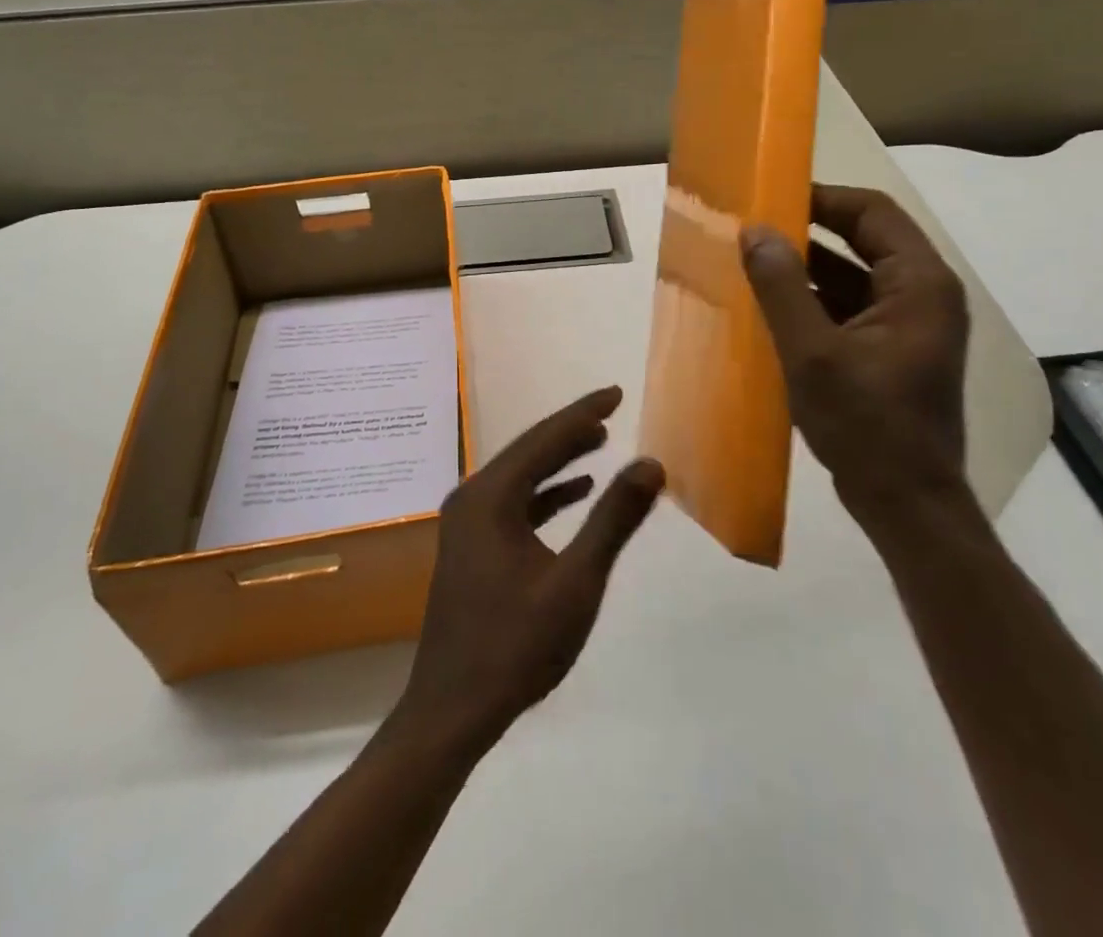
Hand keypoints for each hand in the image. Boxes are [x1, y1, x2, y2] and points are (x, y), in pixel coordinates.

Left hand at [398, 387, 663, 750]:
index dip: (584, 413)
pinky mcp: (471, 546)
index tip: (616, 392)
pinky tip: (576, 492)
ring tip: (599, 442)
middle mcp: (472, 498)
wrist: (452, 710)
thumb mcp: (576, 581)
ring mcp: (467, 523)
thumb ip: (613, 519)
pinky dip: (545, 493)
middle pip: (529, 451)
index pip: (545, 439)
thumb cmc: (515, 645)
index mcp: (490, 496)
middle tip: (612, 411)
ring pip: (521, 476)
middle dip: (572, 430)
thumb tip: (650, 464)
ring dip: (559, 460)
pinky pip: (514, 503)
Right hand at [740, 185, 972, 529]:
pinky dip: (811, 301)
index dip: (821, 198)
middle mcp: (922, 294)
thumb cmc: (867, 426)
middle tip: (750, 229)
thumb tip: (754, 230)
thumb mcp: (813, 354)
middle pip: (863, 239)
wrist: (905, 505)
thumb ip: (782, 287)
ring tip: (749, 263)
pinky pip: (848, 306)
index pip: (872, 212)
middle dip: (806, 232)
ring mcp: (908, 324)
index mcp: (920, 284)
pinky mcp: (890, 349)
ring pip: (852, 274)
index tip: (769, 198)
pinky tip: (768, 307)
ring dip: (804, 268)